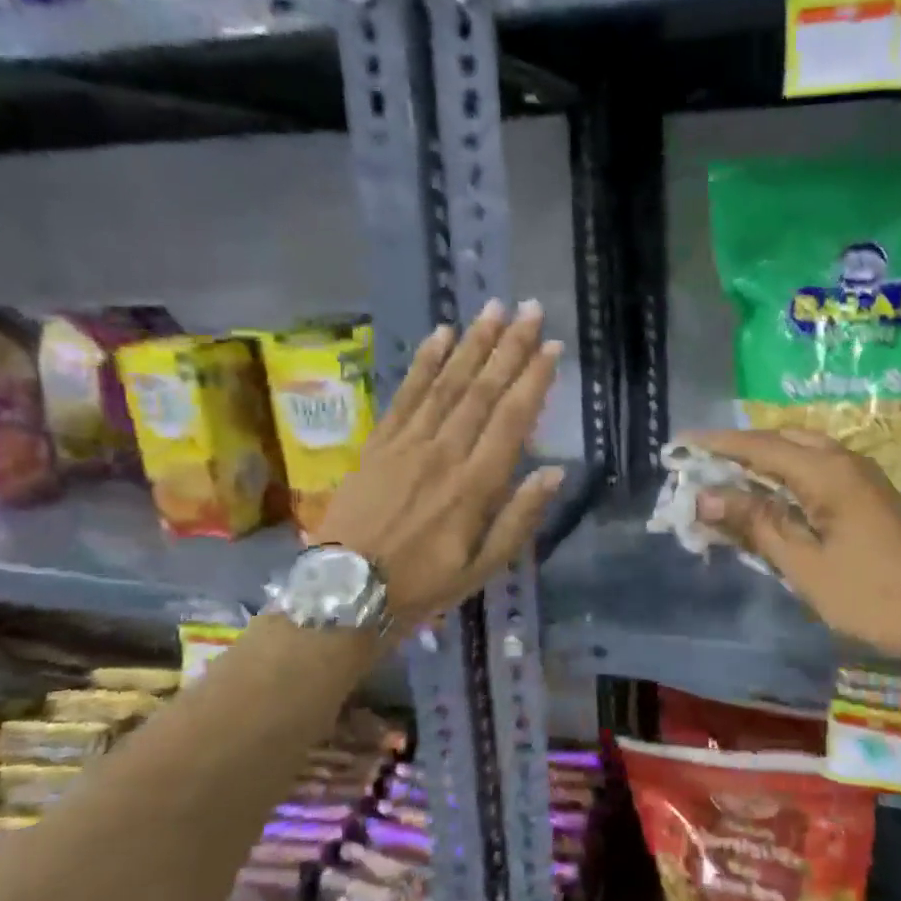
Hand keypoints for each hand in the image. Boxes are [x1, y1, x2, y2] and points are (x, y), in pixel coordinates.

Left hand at [315, 300, 562, 633]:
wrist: (346, 592)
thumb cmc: (424, 585)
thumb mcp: (484, 567)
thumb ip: (520, 518)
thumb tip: (554, 472)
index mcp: (476, 485)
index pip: (513, 419)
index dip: (534, 380)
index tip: (552, 347)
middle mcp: (445, 452)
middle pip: (483, 390)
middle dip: (509, 346)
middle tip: (530, 309)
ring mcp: (408, 444)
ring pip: (447, 383)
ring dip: (473, 343)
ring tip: (493, 308)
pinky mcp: (379, 443)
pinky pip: (405, 394)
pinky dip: (424, 363)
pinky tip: (441, 335)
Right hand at [685, 428, 900, 658]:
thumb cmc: (864, 592)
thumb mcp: (801, 562)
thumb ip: (753, 522)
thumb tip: (705, 496)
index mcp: (826, 472)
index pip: (760, 446)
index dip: (718, 444)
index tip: (681, 443)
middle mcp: (844, 460)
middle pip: (781, 440)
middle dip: (740, 448)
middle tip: (703, 463)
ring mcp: (860, 474)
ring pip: (801, 451)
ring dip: (764, 459)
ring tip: (729, 476)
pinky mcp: (868, 492)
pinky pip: (818, 467)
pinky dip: (787, 473)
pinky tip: (769, 493)